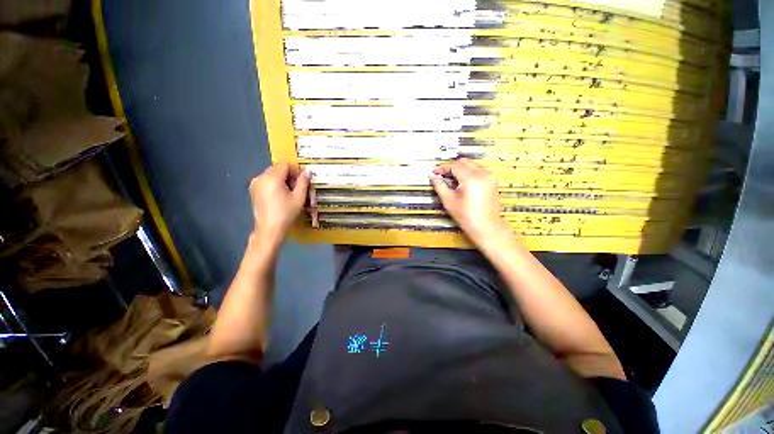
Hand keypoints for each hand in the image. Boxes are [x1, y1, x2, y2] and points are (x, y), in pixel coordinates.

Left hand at [249, 163, 309, 241]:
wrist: (269, 229)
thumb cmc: (286, 213)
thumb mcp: (299, 197)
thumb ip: (303, 182)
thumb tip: (307, 172)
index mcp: (272, 177)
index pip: (285, 165)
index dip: (296, 171)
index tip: (303, 181)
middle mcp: (261, 177)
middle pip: (278, 168)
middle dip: (289, 175)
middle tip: (298, 188)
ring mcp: (255, 184)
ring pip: (272, 175)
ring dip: (283, 180)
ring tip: (290, 193)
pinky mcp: (253, 191)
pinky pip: (266, 181)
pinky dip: (275, 184)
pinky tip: (281, 196)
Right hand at [430, 159, 507, 243]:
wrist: (486, 227)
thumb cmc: (465, 216)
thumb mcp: (448, 200)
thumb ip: (440, 186)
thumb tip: (433, 176)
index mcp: (471, 178)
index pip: (455, 166)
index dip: (443, 168)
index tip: (435, 171)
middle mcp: (483, 174)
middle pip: (464, 162)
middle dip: (452, 166)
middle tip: (442, 174)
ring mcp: (490, 177)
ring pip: (472, 165)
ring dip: (461, 169)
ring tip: (451, 179)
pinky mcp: (493, 181)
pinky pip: (479, 170)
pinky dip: (469, 172)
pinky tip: (462, 182)